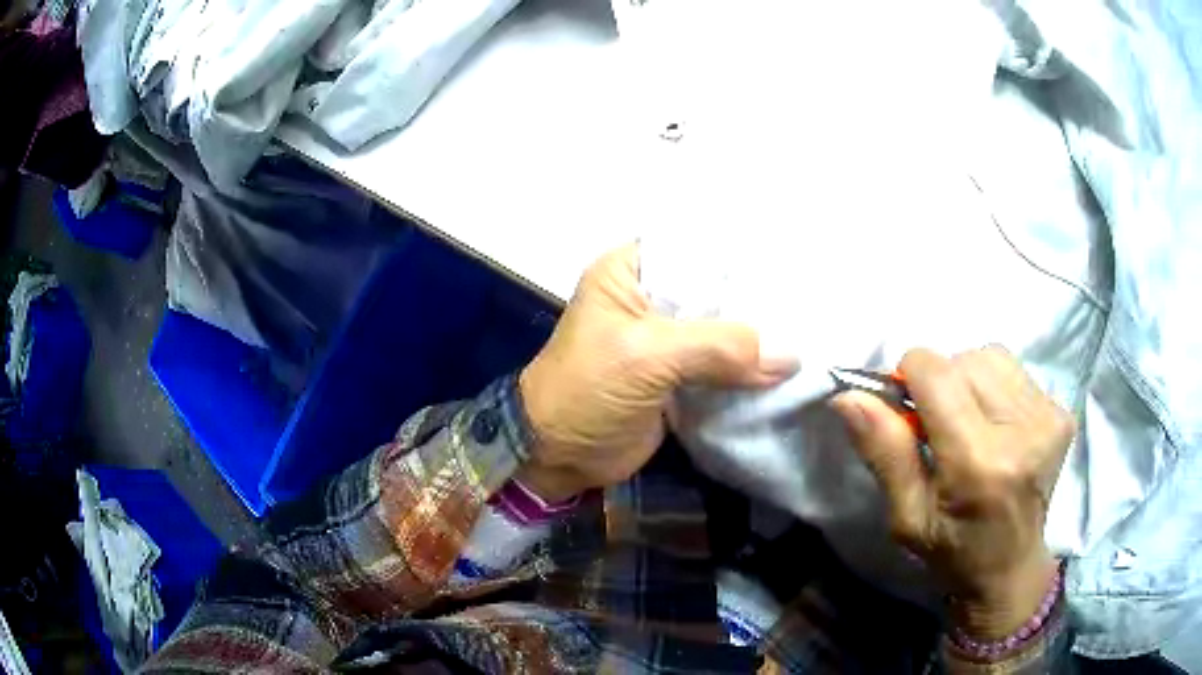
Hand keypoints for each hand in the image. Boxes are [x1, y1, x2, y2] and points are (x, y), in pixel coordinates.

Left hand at [517, 244, 796, 501]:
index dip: (741, 256)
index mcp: (631, 271)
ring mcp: (667, 339)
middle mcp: (651, 296)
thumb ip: (719, 348)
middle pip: (716, 289)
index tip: (791, 266)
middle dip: (758, 300)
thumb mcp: (647, 356)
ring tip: (810, 332)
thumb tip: (790, 356)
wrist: (559, 456)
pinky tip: (788, 367)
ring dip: (758, 338)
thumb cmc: (586, 390)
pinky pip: (723, 365)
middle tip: (810, 303)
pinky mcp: (678, 375)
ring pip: (723, 329)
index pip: (697, 247)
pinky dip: (749, 369)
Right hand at [832, 346, 1073, 639]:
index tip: (907, 409)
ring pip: (991, 357)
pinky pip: (1015, 371)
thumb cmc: (952, 550)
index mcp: (978, 463)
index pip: (936, 372)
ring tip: (970, 422)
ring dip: (970, 380)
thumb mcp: (906, 516)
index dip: (910, 378)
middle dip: (941, 382)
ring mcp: (1049, 418)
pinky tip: (996, 425)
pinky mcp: (1063, 413)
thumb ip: (883, 452)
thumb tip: (848, 395)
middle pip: (964, 359)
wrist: (1010, 567)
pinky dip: (996, 388)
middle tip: (939, 426)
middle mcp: (1021, 431)